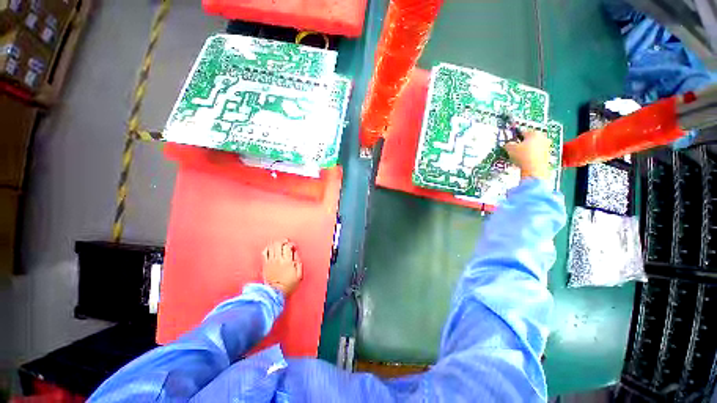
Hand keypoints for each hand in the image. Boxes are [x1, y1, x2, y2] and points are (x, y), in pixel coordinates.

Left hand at [262, 240, 302, 295]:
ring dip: (276, 243)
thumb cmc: (288, 285)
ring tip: (279, 244)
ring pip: (272, 246)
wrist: (275, 293)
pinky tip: (270, 248)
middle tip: (286, 242)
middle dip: (283, 241)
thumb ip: (298, 263)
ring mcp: (270, 261)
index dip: (291, 244)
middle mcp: (278, 259)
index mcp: (287, 261)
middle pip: (279, 244)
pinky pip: (265, 253)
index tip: (293, 247)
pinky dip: (267, 248)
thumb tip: (296, 255)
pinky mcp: (265, 264)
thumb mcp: (298, 275)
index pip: (288, 246)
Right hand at [504, 131, 550, 180]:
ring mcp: (547, 147)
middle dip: (523, 143)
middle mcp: (543, 138)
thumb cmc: (523, 156)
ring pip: (534, 147)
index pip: (522, 132)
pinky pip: (537, 154)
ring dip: (527, 150)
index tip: (511, 141)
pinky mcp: (547, 156)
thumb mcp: (510, 148)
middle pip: (530, 139)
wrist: (534, 169)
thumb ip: (508, 144)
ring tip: (519, 156)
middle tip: (515, 148)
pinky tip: (524, 161)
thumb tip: (508, 144)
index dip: (515, 137)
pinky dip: (531, 156)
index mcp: (535, 133)